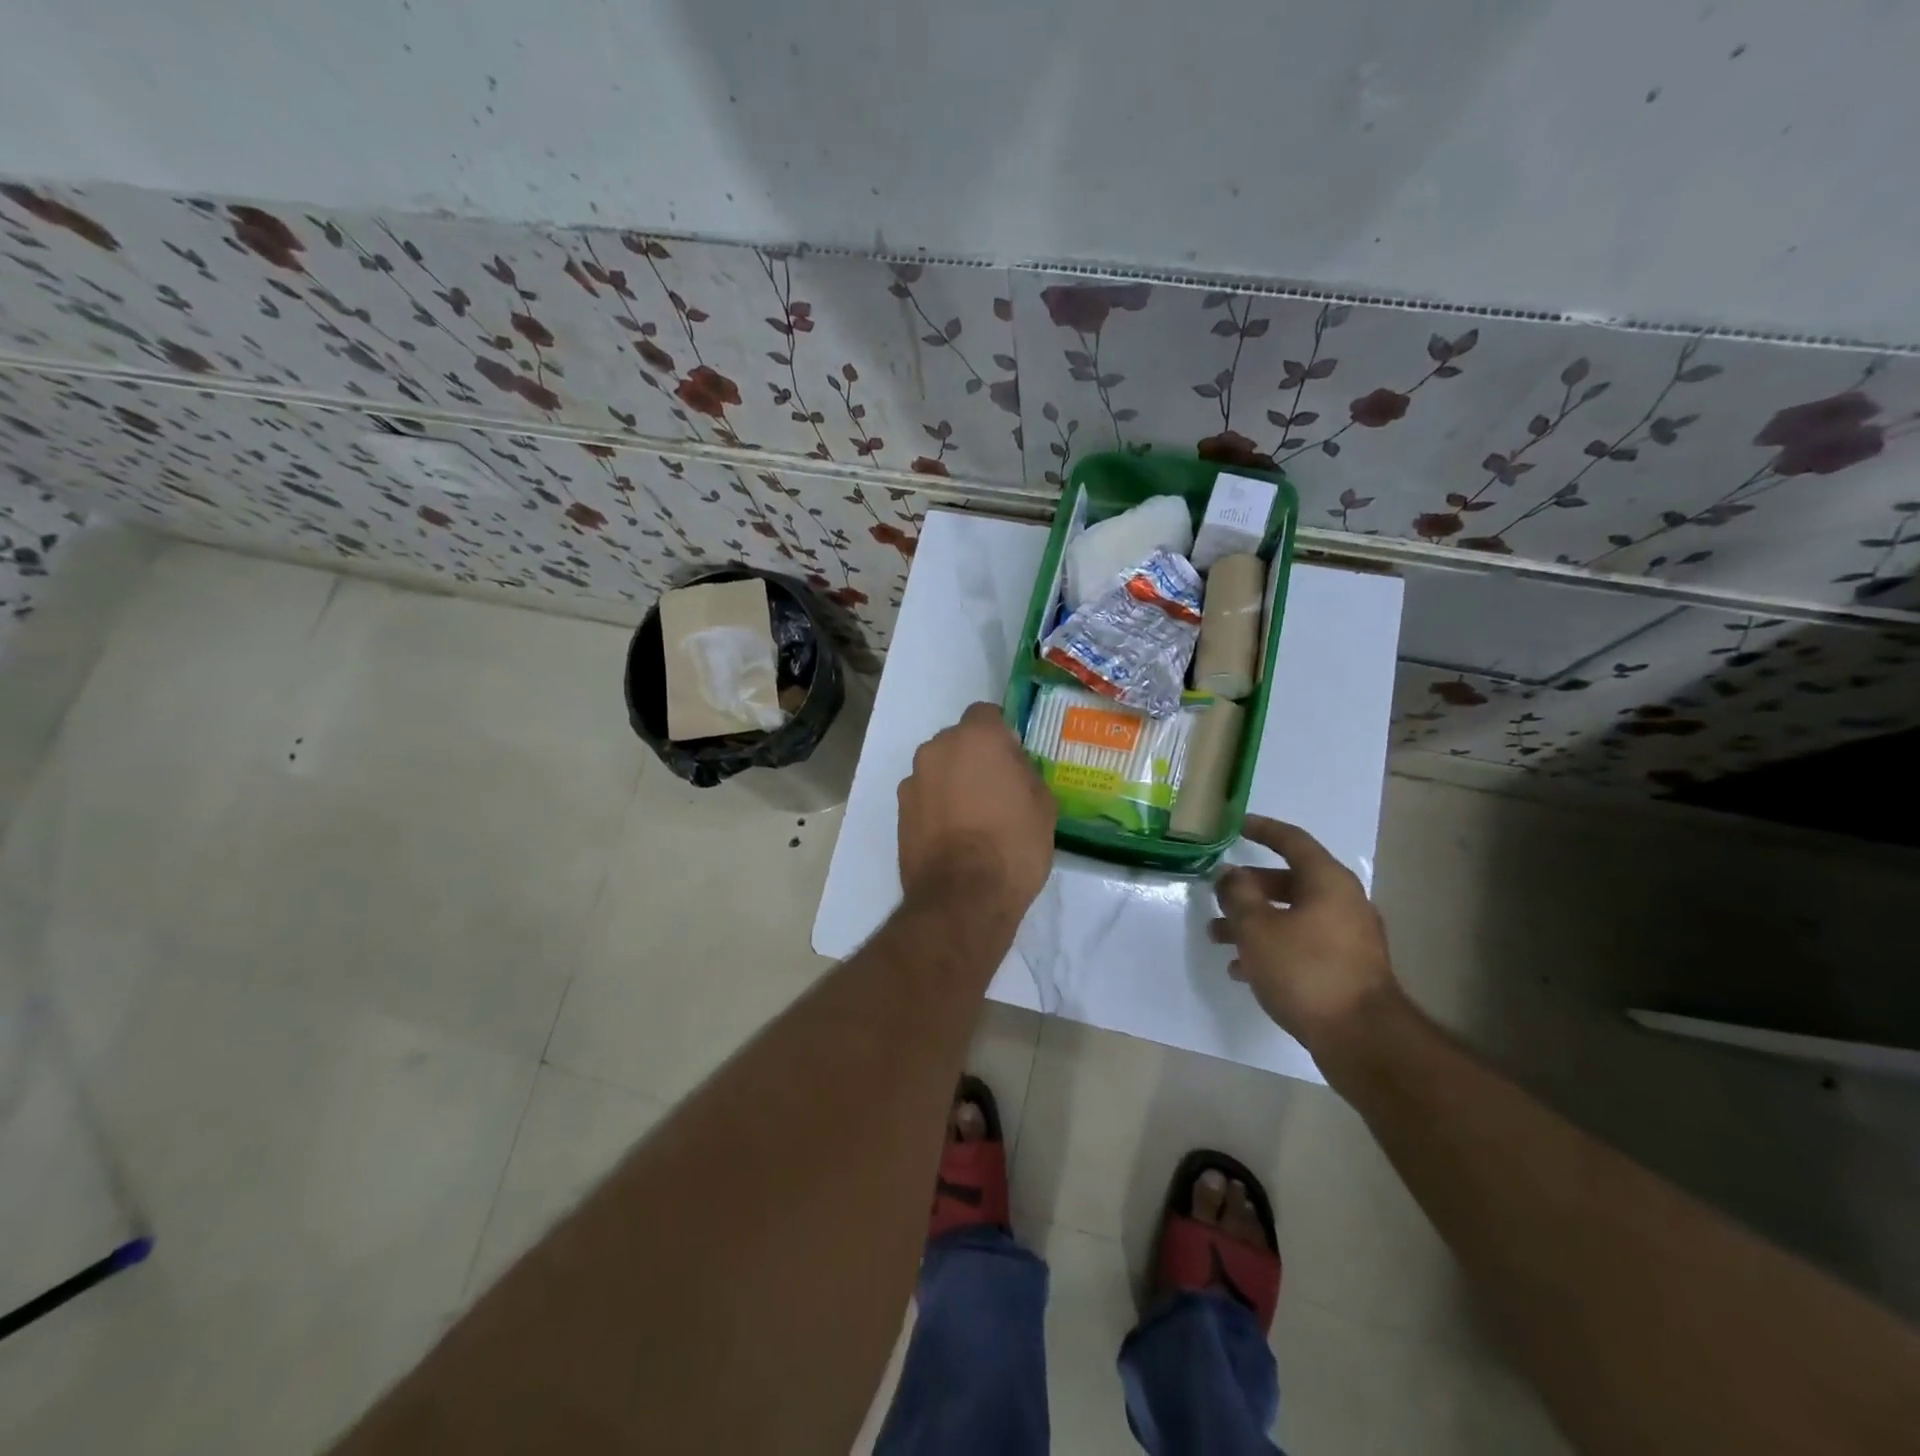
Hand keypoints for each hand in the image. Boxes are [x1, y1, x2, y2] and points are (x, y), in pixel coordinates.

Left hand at [898, 702, 1055, 919]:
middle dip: (974, 757)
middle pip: (958, 741)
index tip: (1013, 760)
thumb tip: (1011, 769)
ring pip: (939, 769)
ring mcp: (913, 780)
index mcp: (976, 738)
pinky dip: (936, 806)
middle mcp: (937, 749)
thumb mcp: (1042, 805)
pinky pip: (924, 796)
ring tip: (973, 818)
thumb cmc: (1013, 845)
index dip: (1002, 733)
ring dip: (953, 782)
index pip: (987, 714)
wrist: (963, 897)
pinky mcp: (899, 811)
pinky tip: (953, 835)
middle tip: (996, 790)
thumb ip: (1024, 773)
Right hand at [1210, 815, 1399, 1056]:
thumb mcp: (1258, 928)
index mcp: (1328, 882)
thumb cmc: (1306, 970)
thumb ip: (1238, 895)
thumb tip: (1230, 875)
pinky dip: (1273, 947)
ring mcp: (1349, 937)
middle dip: (1248, 889)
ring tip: (1218, 938)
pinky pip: (1302, 944)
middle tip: (1218, 895)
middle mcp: (1343, 902)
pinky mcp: (1347, 968)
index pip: (1292, 841)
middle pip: (1289, 881)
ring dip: (1255, 922)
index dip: (1262, 829)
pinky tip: (1243, 970)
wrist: (1362, 1038)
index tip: (1237, 825)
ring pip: (1292, 916)